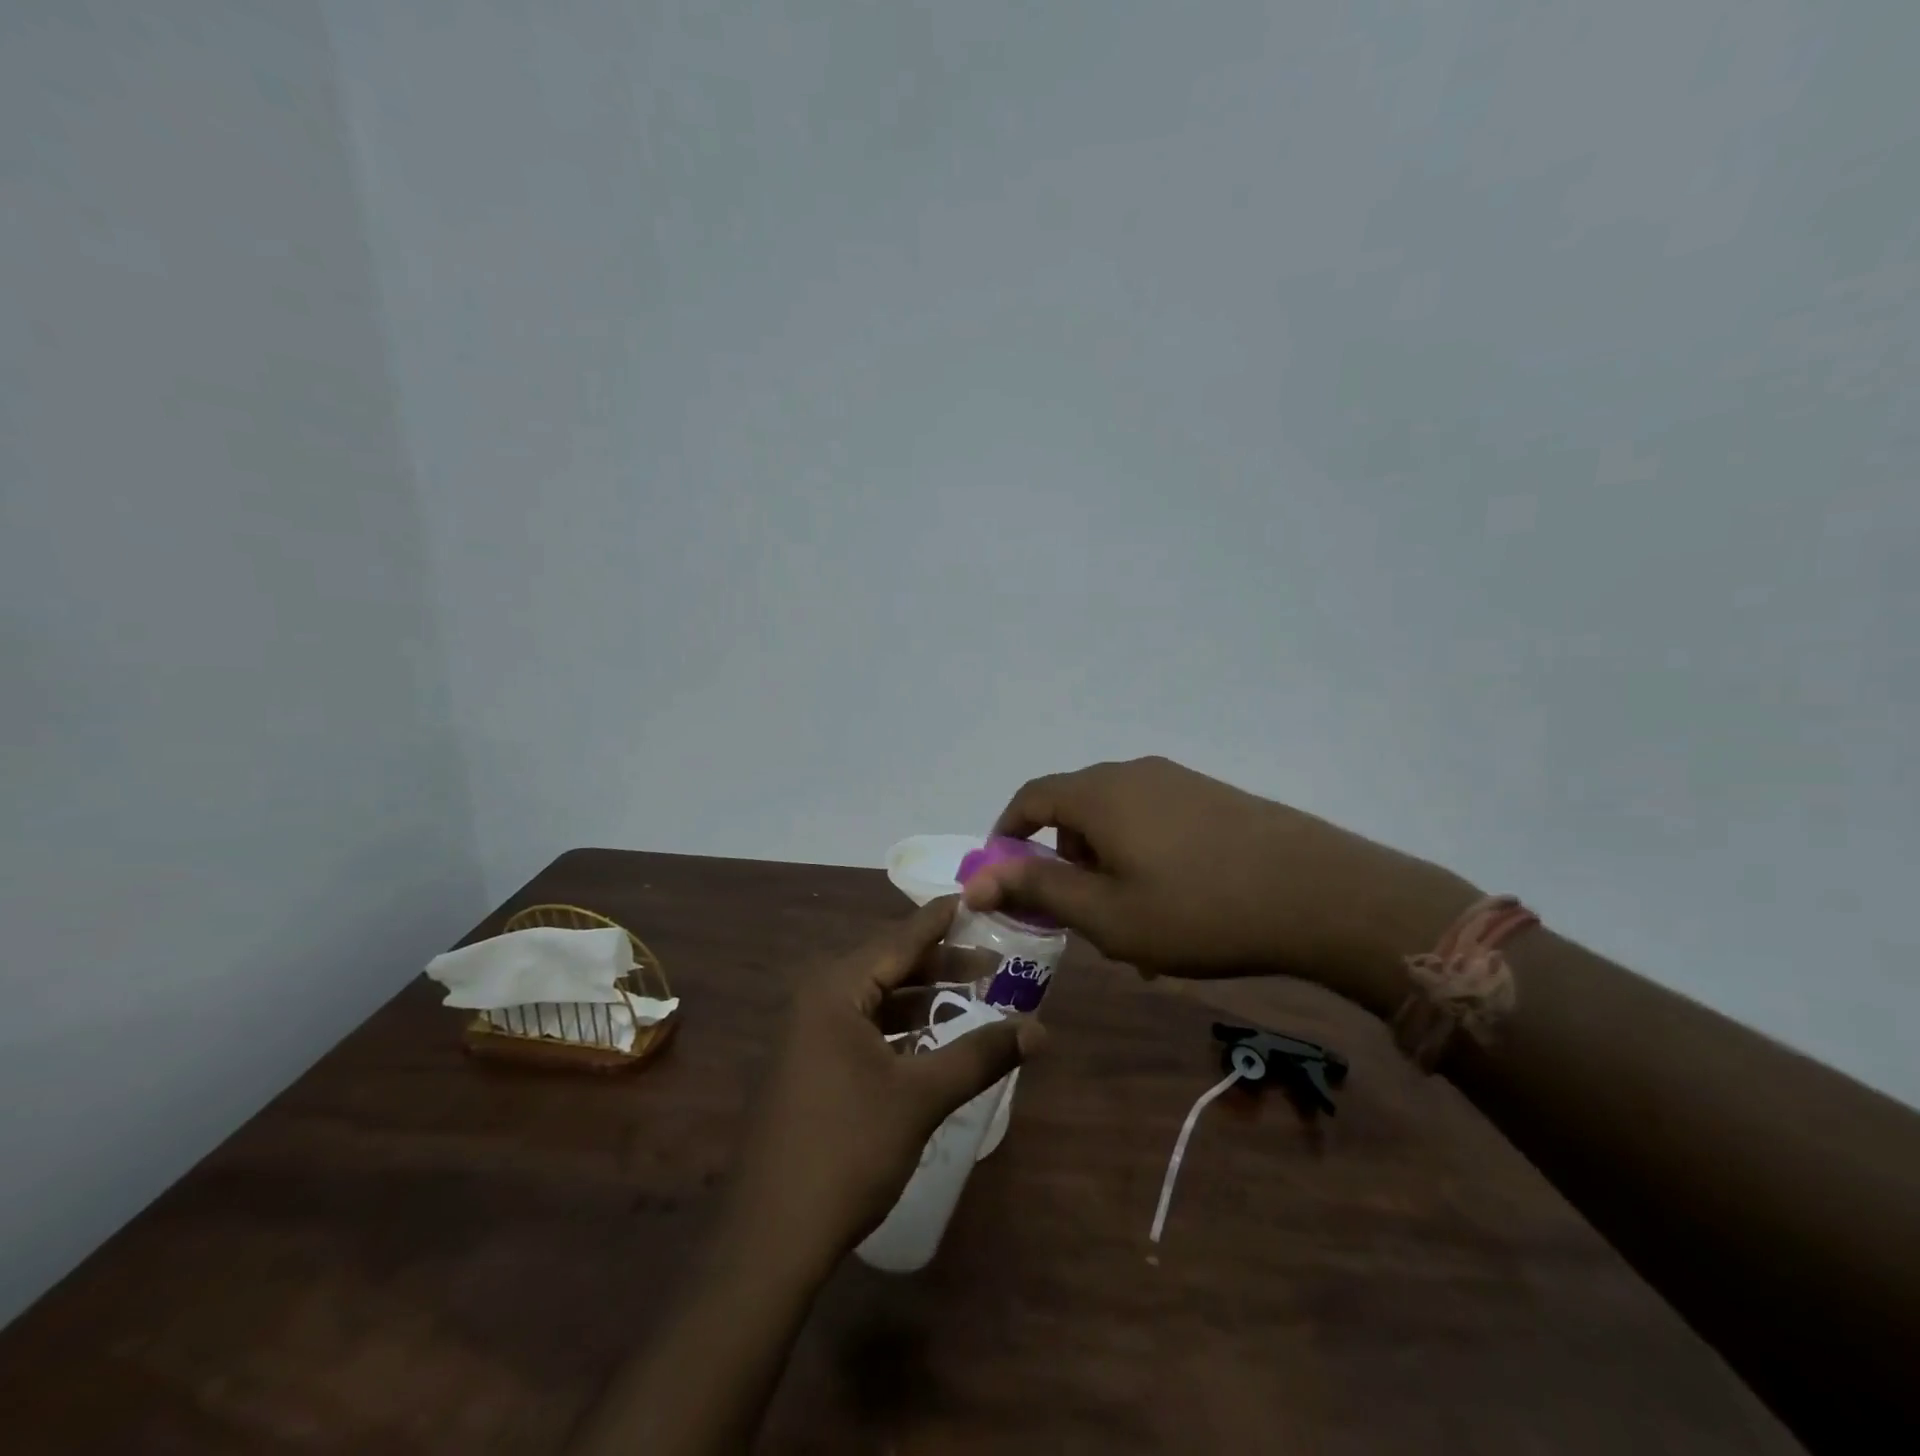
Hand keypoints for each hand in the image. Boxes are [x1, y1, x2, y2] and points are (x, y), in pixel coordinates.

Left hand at [724, 898, 1039, 1275]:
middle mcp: (817, 999)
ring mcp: (808, 1034)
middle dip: (940, 964)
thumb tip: (1041, 1029)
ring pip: (877, 999)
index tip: (975, 897)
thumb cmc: (848, 1149)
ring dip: (921, 997)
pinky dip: (899, 1027)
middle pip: (889, 966)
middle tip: (992, 961)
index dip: (941, 919)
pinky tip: (930, 1039)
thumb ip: (981, 1055)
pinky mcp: (809, 1066)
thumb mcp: (921, 1097)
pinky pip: (862, 1027)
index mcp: (835, 989)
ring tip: (971, 994)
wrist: (771, 1238)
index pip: (900, 938)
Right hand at [962, 756, 1476, 1006]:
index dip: (1009, 834)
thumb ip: (1038, 890)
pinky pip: (1155, 820)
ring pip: (1117, 818)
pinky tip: (1173, 904)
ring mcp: (1178, 781)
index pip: (1031, 798)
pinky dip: (1142, 855)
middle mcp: (1133, 774)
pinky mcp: (1213, 796)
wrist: (1318, 894)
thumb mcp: (1106, 914)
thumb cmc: (1196, 909)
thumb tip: (976, 879)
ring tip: (1130, 919)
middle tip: (1076, 912)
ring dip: (1105, 862)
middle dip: (1063, 858)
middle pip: (1075, 808)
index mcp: (1099, 794)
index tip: (1006, 876)